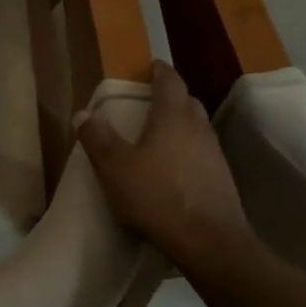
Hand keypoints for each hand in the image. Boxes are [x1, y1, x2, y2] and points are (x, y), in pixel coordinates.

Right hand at [75, 62, 255, 272]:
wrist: (210, 241)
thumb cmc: (158, 196)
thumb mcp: (115, 167)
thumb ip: (98, 139)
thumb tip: (83, 114)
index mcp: (173, 116)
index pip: (170, 81)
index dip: (160, 71)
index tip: (151, 66)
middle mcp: (198, 128)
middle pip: (188, 102)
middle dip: (171, 97)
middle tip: (152, 102)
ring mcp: (215, 154)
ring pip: (197, 128)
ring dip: (181, 125)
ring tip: (160, 136)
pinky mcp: (222, 179)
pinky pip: (202, 153)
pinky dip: (188, 151)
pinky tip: (175, 169)